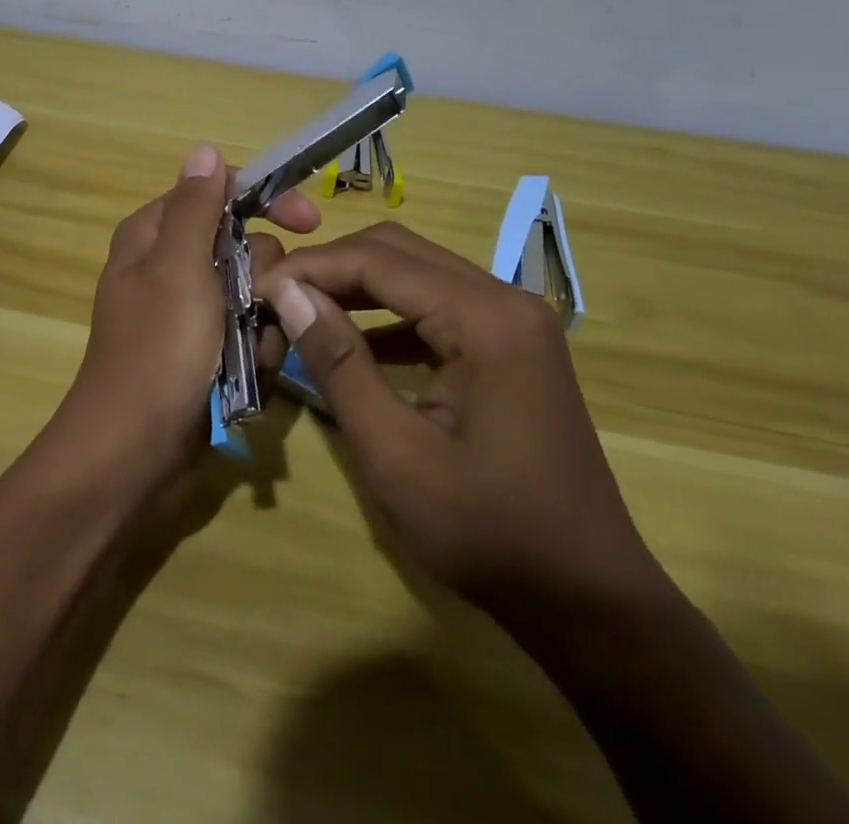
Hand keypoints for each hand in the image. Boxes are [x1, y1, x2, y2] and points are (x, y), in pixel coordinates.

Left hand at [52, 145, 319, 495]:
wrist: (135, 454)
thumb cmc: (157, 350)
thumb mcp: (178, 268)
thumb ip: (196, 207)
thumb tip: (205, 150)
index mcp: (155, 235)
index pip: (220, 193)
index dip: (265, 201)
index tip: (310, 221)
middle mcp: (171, 266)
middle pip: (247, 246)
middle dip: (266, 279)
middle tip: (257, 306)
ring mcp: (191, 313)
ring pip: (257, 295)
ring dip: (265, 324)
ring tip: (248, 354)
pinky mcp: (206, 353)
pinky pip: (251, 336)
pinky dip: (258, 354)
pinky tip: (248, 379)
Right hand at [261, 223, 662, 625]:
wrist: (589, 599)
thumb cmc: (488, 533)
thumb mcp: (395, 455)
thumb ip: (338, 364)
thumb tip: (289, 294)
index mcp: (485, 318)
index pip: (379, 260)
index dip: (312, 267)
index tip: (259, 289)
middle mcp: (505, 299)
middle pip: (399, 251)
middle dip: (332, 267)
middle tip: (278, 299)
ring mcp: (514, 319)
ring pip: (417, 272)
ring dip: (357, 286)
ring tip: (303, 314)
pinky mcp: (512, 343)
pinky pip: (439, 304)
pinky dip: (390, 314)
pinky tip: (355, 345)